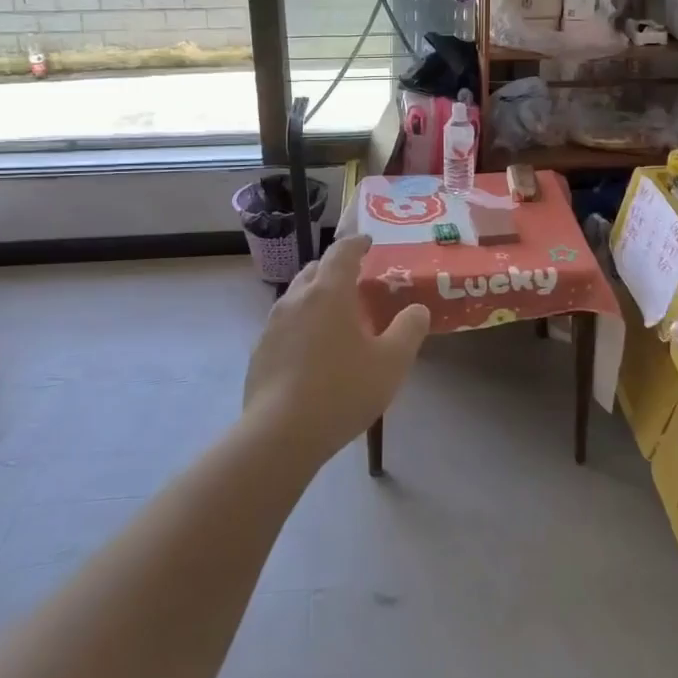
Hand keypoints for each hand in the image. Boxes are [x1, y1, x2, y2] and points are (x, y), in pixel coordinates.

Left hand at [244, 235, 429, 462]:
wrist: (280, 434)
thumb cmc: (342, 391)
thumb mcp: (391, 362)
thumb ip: (409, 330)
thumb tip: (417, 309)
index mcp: (329, 291)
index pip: (342, 251)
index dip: (357, 243)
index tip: (368, 242)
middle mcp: (297, 298)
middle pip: (315, 269)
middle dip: (335, 268)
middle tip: (356, 281)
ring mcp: (273, 324)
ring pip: (297, 296)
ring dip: (316, 295)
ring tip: (335, 316)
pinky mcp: (260, 350)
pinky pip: (285, 324)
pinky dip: (302, 323)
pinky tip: (313, 350)